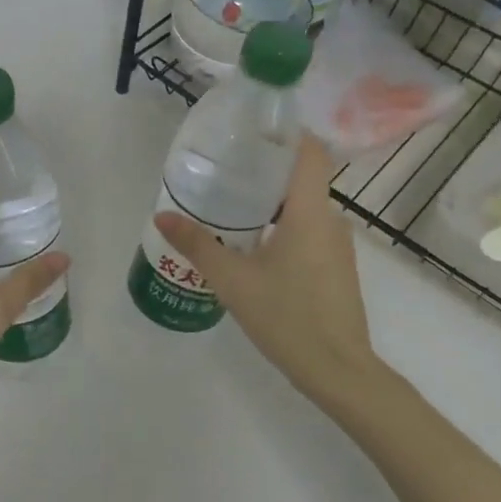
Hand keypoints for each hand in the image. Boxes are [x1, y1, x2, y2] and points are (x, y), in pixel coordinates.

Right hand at [155, 134, 383, 410]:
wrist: (339, 371)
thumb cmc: (288, 317)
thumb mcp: (233, 280)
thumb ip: (197, 244)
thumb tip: (161, 217)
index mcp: (311, 211)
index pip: (309, 150)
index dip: (284, 132)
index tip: (248, 130)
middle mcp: (330, 219)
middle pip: (301, 175)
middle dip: (264, 166)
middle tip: (222, 165)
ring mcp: (336, 245)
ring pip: (303, 205)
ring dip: (270, 198)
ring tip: (228, 200)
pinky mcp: (334, 266)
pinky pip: (307, 229)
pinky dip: (281, 223)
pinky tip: (250, 241)